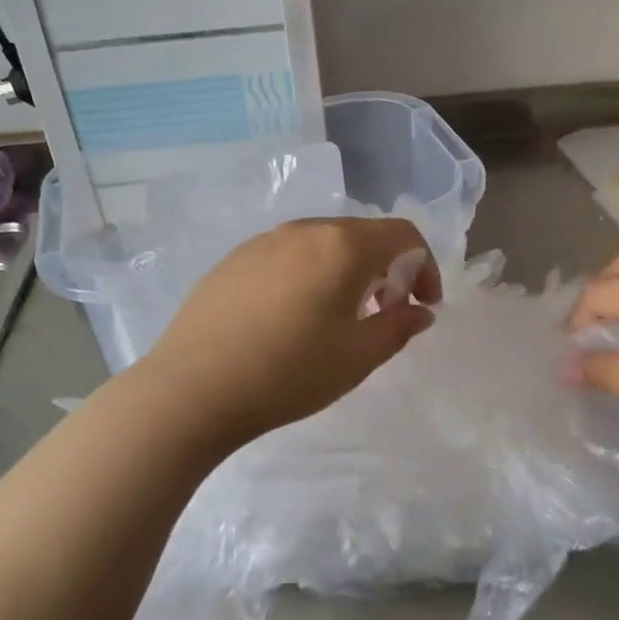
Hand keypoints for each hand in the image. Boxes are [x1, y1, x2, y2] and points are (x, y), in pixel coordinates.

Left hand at [137, 217, 441, 450]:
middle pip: (363, 235)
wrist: (193, 389)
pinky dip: (310, 274)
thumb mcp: (358, 357)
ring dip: (348, 271)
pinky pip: (288, 256)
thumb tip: (419, 312)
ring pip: (323, 244)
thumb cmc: (289, 373)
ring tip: (340, 317)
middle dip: (388, 269)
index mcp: (342, 246)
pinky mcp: (234, 260)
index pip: (403, 235)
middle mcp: (304, 230)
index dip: (424, 267)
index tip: (423, 306)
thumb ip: (399, 327)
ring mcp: (264, 241)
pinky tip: (293, 316)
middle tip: (385, 313)